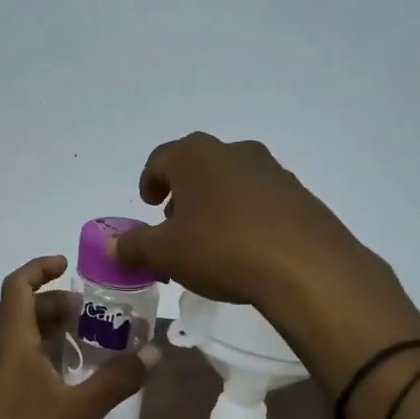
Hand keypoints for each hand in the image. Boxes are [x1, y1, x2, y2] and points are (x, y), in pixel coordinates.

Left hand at [0, 255, 157, 418]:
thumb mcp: (81, 409)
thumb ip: (118, 378)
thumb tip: (155, 352)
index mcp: (11, 342)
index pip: (17, 286)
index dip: (39, 268)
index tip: (67, 264)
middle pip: (19, 310)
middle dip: (52, 303)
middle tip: (87, 311)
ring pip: (15, 337)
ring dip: (44, 329)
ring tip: (81, 340)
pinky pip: (13, 361)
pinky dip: (38, 355)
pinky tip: (63, 380)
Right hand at [112, 133, 389, 315]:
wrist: (306, 266)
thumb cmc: (222, 248)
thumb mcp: (166, 253)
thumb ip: (134, 246)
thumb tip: (113, 246)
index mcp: (196, 156)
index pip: (161, 159)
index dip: (150, 181)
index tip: (149, 204)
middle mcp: (234, 152)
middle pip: (198, 167)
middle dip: (183, 194)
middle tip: (176, 225)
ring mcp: (272, 171)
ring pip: (232, 182)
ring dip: (216, 204)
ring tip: (211, 241)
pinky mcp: (300, 195)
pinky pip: (261, 200)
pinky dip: (247, 216)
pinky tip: (247, 248)